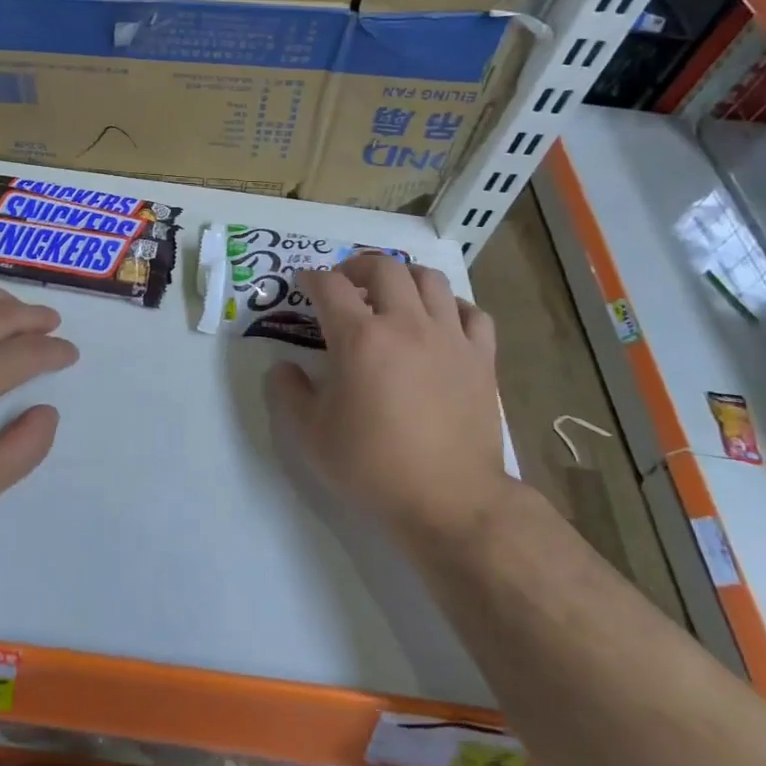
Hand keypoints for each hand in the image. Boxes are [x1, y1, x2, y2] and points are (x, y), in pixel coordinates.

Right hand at [265, 256, 510, 539]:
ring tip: (392, 295)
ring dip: (405, 278)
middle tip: (346, 282)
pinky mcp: (481, 358)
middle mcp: (405, 325)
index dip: (312, 278)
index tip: (304, 283)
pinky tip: (441, 321)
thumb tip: (283, 367)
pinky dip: (453, 307)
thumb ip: (289, 392)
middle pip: (384, 267)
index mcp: (360, 338)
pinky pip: (473, 313)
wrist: (449, 500)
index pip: (330, 286)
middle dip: (358, 265)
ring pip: (431, 280)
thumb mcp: (311, 434)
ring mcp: (449, 338)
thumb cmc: (373, 465)